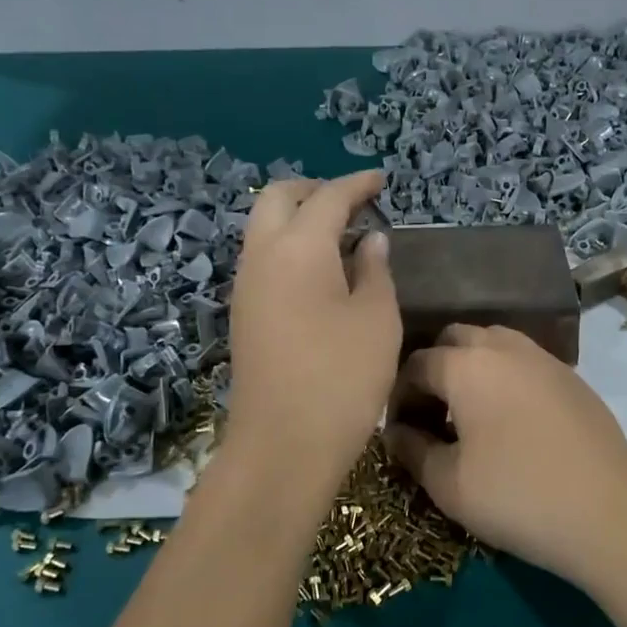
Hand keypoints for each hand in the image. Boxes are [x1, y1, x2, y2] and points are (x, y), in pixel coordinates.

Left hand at [225, 171, 400, 486]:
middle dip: (314, 190)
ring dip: (298, 219)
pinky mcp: (244, 315)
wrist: (283, 445)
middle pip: (278, 199)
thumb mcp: (377, 319)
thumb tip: (369, 240)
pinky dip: (290, 248)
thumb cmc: (342, 378)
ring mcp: (245, 287)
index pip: (328, 197)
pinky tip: (321, 272)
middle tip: (353, 201)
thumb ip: (375, 270)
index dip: (357, 185)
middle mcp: (261, 256)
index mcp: (298, 248)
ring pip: (264, 229)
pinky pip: (263, 260)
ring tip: (341, 235)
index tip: (382, 181)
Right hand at [384, 325, 626, 585]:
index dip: (399, 396)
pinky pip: (526, 363)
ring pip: (495, 344)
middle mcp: (505, 348)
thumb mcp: (449, 484)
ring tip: (469, 414)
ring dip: (473, 368)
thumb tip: (396, 432)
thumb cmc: (517, 496)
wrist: (609, 514)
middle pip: (456, 339)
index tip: (397, 431)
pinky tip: (510, 422)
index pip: (417, 364)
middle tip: (431, 415)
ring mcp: (545, 360)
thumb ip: (412, 450)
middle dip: (435, 368)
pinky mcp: (574, 379)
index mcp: (467, 365)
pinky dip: (506, 378)